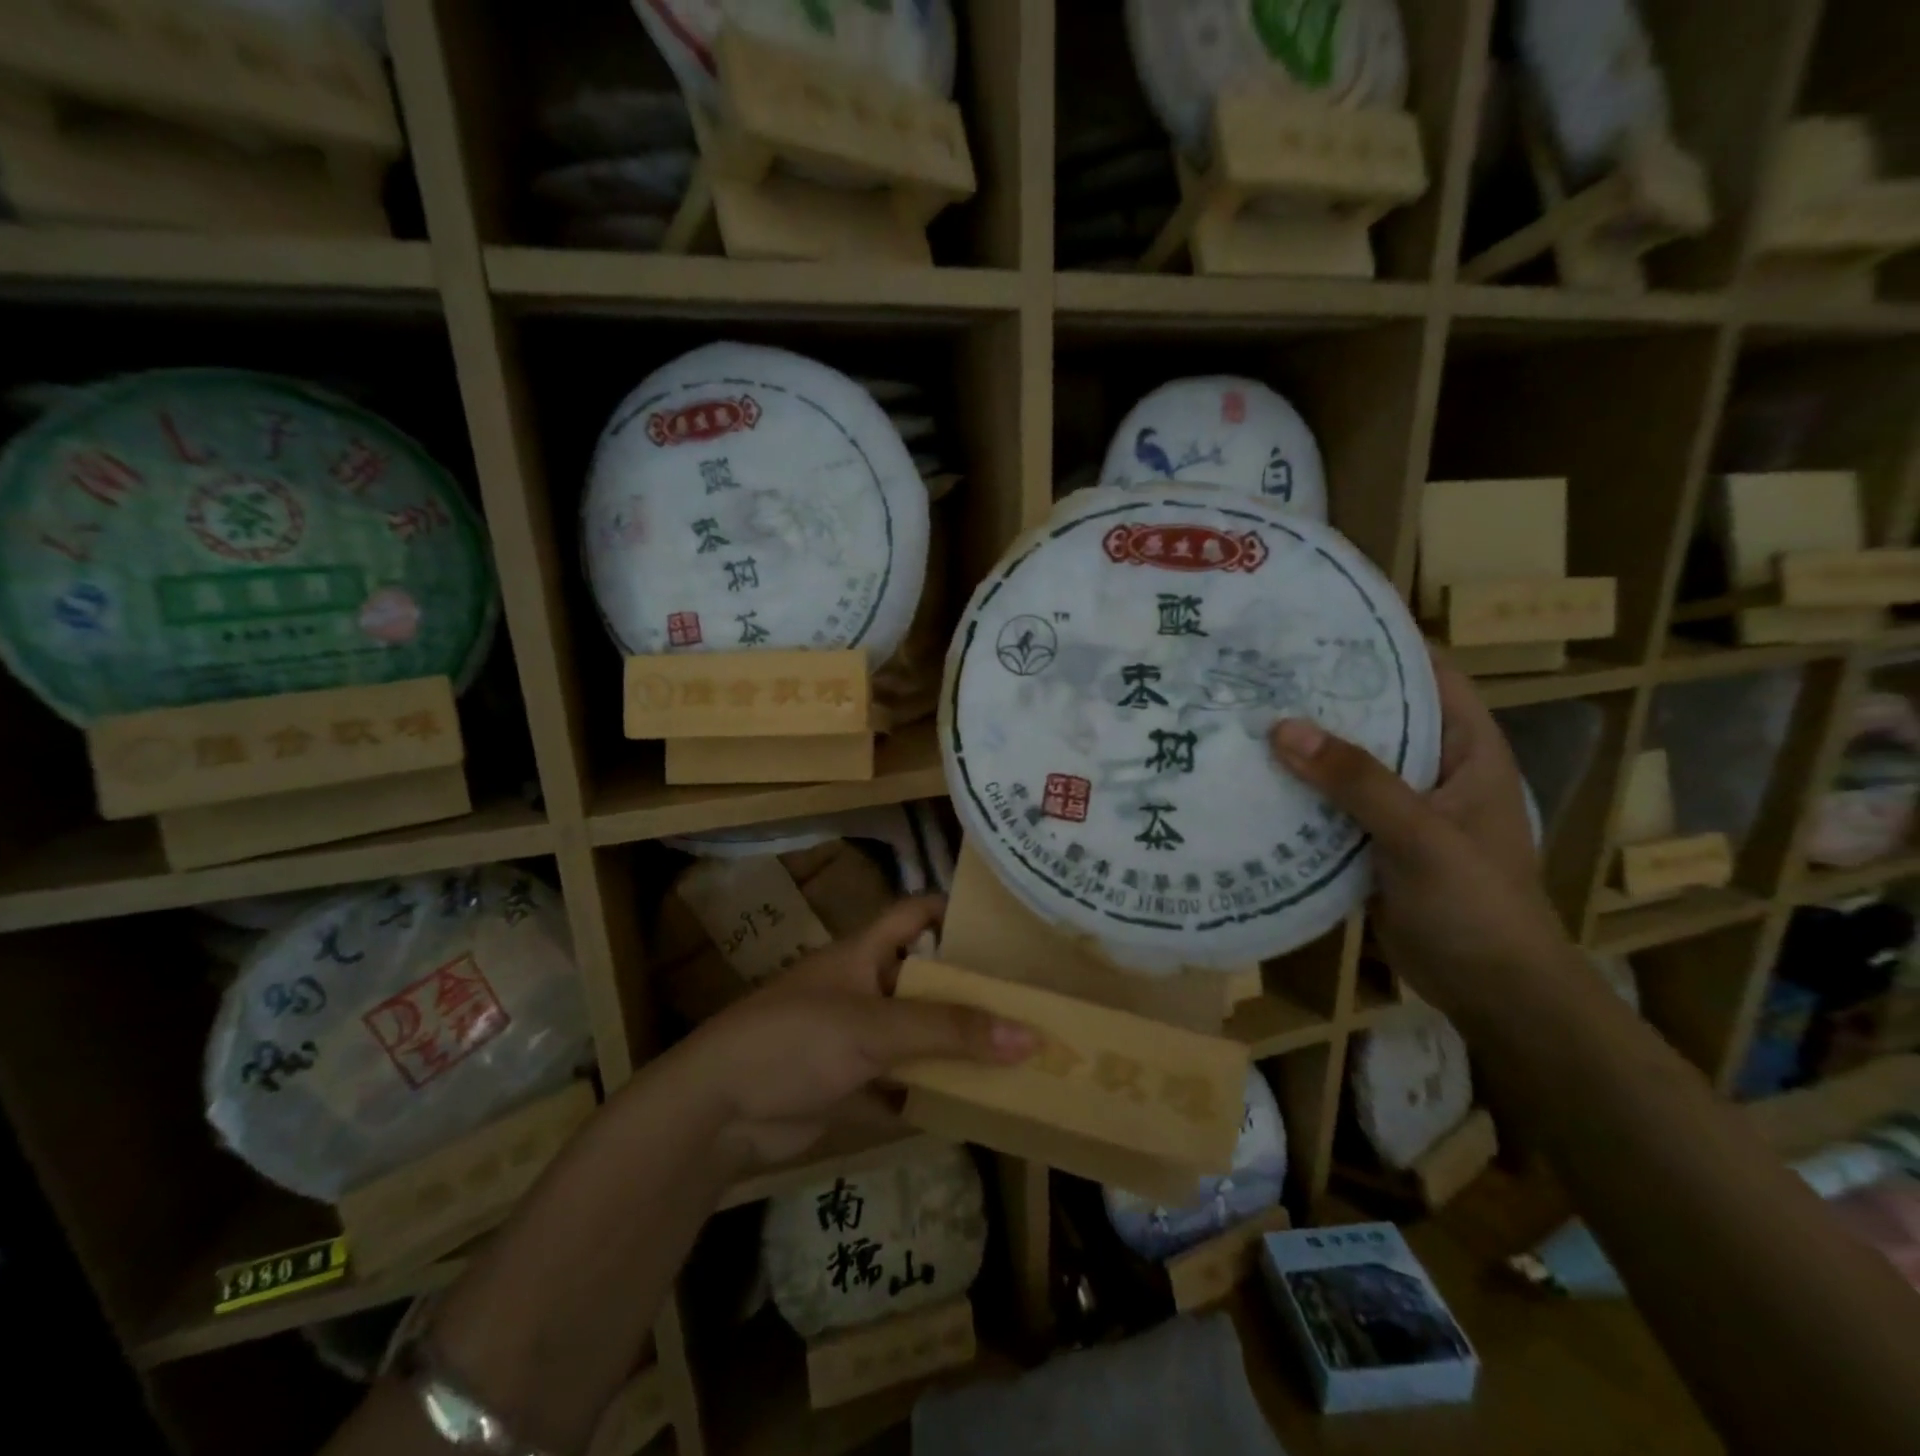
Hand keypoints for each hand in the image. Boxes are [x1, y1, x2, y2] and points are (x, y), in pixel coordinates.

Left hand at [685, 897, 1035, 1168]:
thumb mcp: (875, 1027)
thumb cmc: (796, 1039)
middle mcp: (861, 989)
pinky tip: (972, 1107)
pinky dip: (927, 1096)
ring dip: (951, 1049)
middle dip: (967, 993)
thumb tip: (1028, 1035)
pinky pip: (899, 1087)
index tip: (1001, 925)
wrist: (718, 1111)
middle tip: (1026, 1002)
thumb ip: (949, 1031)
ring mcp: (852, 1040)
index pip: (914, 914)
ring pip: (914, 1037)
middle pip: (923, 981)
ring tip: (1014, 1056)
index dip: (951, 910)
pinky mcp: (845, 1085)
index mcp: (863, 954)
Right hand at [1267, 650, 1575, 1000]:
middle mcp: (1433, 767)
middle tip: (1261, 672)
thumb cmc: (1476, 903)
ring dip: (1306, 745)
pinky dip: (1300, 790)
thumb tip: (1282, 727)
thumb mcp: (1421, 835)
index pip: (1428, 676)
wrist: (1490, 990)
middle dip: (1325, 696)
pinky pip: (1332, 803)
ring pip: (1349, 761)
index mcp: (1466, 750)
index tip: (1320, 627)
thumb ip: (1357, 780)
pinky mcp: (1373, 840)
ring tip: (1245, 716)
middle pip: (1377, 715)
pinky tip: (1254, 779)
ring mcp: (1402, 806)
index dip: (1382, 646)